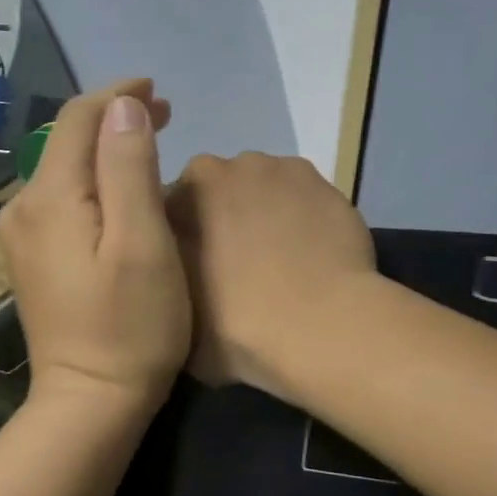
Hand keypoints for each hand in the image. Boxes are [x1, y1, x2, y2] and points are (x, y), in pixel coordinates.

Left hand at [0, 79, 188, 411]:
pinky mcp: (32, 260)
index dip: (118, 95)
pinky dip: (92, 182)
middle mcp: (24, 208)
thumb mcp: (141, 242)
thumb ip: (129, 167)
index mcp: (50, 197)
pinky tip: (119, 192)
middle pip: (66, 141)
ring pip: (63, 170)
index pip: (78, 119)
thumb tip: (123, 106)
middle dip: (113, 119)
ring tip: (148, 145)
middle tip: (165, 115)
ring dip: (103, 150)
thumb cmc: (130, 326)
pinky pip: (61, 200)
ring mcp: (23, 237)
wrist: (89, 402)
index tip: (159, 90)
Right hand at [167, 153, 375, 400]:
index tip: (192, 272)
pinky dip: (304, 223)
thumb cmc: (235, 324)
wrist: (320, 328)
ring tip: (278, 266)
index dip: (182, 239)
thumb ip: (165, 278)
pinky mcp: (330, 189)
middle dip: (224, 219)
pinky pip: (306, 203)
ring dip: (266, 216)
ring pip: (267, 191)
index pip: (174, 206)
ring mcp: (287, 172)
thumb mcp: (174, 312)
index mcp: (190, 189)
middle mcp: (235, 166)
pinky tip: (311, 261)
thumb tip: (171, 271)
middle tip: (234, 269)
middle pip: (222, 191)